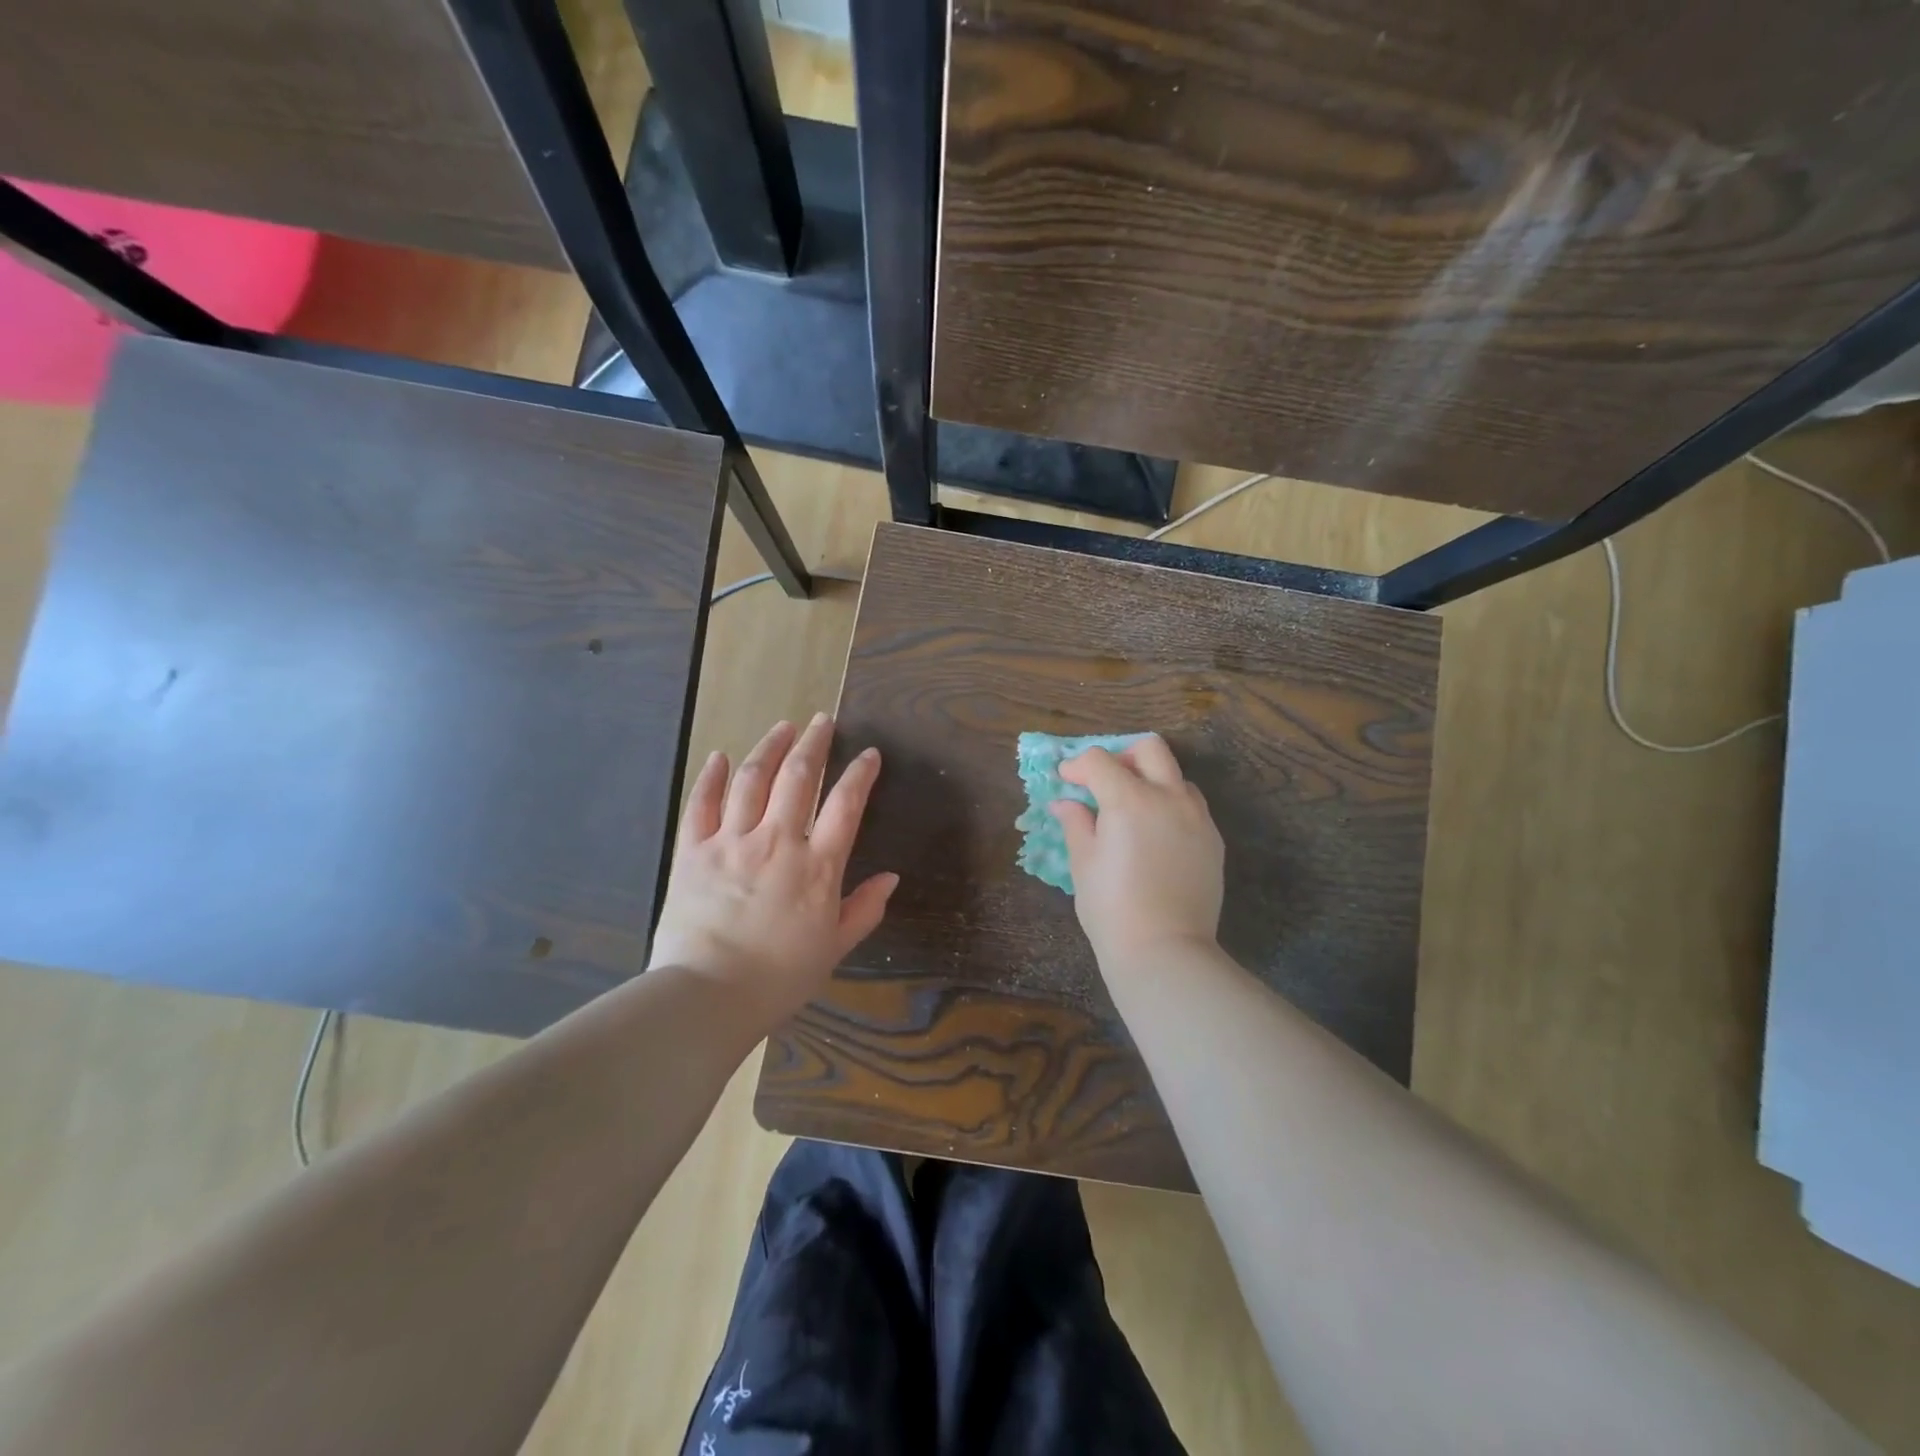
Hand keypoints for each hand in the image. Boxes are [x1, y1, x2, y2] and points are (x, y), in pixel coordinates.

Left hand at [648, 714, 898, 1029]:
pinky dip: (712, 777)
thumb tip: (890, 878)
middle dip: (814, 743)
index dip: (860, 774)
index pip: (846, 804)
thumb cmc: (779, 977)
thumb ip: (864, 909)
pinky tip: (721, 756)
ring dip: (770, 747)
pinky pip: (702, 804)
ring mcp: (732, 841)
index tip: (869, 754)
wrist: (708, 996)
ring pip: (753, 779)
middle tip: (822, 720)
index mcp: (818, 865)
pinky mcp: (693, 851)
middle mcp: (778, 840)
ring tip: (783, 726)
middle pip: (799, 777)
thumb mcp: (834, 948)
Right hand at [1049, 735, 1224, 969]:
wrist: (1165, 950)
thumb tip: (1066, 803)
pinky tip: (1155, 836)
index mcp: (1130, 800)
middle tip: (1104, 781)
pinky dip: (1170, 806)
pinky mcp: (1213, 840)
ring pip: (1176, 777)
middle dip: (1122, 755)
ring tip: (1132, 810)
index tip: (1066, 781)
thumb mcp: (1083, 863)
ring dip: (1151, 780)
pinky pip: (1192, 807)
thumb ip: (1076, 823)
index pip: (1100, 760)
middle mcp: (1169, 798)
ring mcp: (1197, 818)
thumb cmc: (1111, 908)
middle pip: (1150, 749)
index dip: (1077, 766)